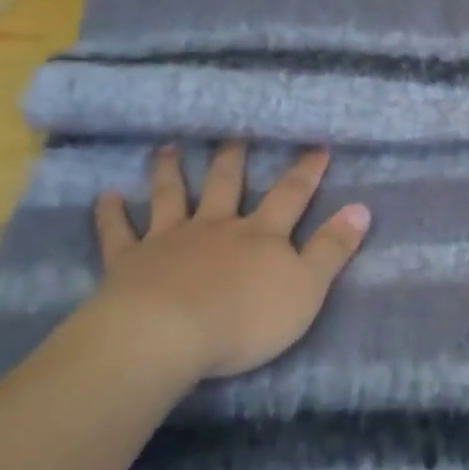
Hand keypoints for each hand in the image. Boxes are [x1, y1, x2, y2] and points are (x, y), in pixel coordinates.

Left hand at [75, 143, 370, 387]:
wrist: (168, 334)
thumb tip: (362, 208)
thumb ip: (333, 249)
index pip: (291, 195)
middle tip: (234, 134)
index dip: (306, 171)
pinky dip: (112, 213)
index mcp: (260, 235)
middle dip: (234, 159)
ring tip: (170, 147)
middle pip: (226, 184)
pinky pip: (118, 232)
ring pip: (171, 196)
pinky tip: (106, 196)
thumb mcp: (307, 288)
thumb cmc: (246, 318)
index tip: (317, 146)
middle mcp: (216, 227)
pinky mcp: (130, 261)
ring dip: (171, 171)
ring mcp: (170, 239)